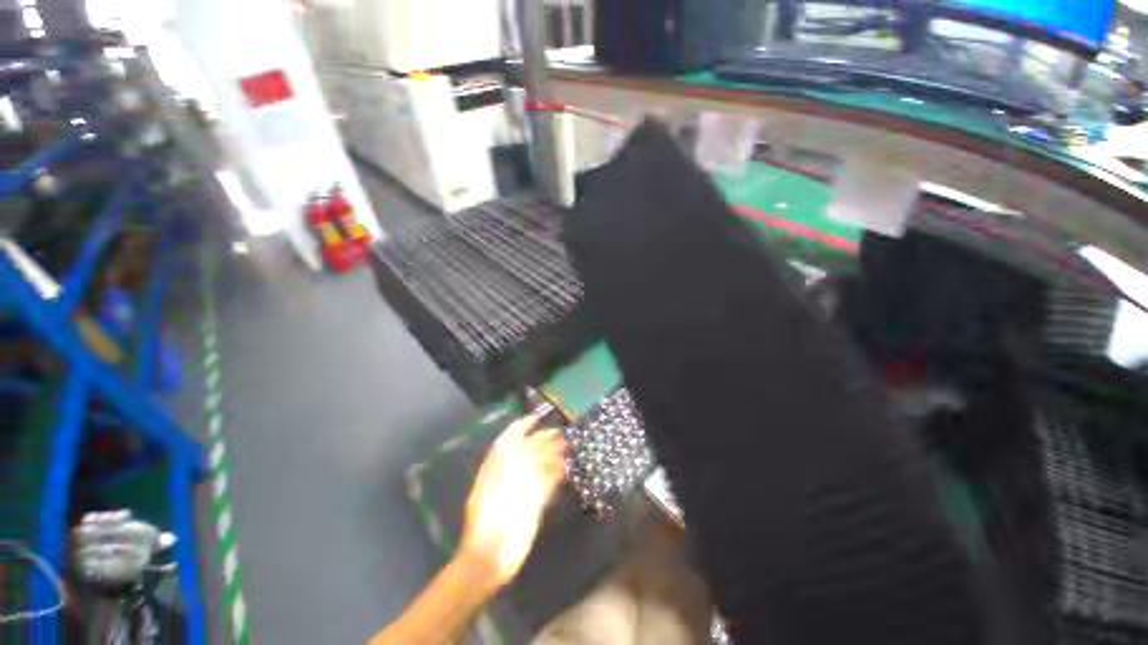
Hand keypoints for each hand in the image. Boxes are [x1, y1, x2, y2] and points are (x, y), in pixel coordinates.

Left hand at [460, 415, 565, 590]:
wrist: (490, 557)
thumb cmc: (487, 520)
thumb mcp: (492, 484)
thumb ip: (506, 460)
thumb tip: (522, 438)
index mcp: (497, 466)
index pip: (509, 439)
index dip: (522, 426)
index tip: (537, 417)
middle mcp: (510, 473)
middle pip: (528, 450)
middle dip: (543, 439)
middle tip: (561, 433)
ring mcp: (522, 488)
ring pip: (540, 465)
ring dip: (553, 455)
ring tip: (568, 446)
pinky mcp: (534, 504)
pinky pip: (547, 484)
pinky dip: (556, 475)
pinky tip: (566, 469)